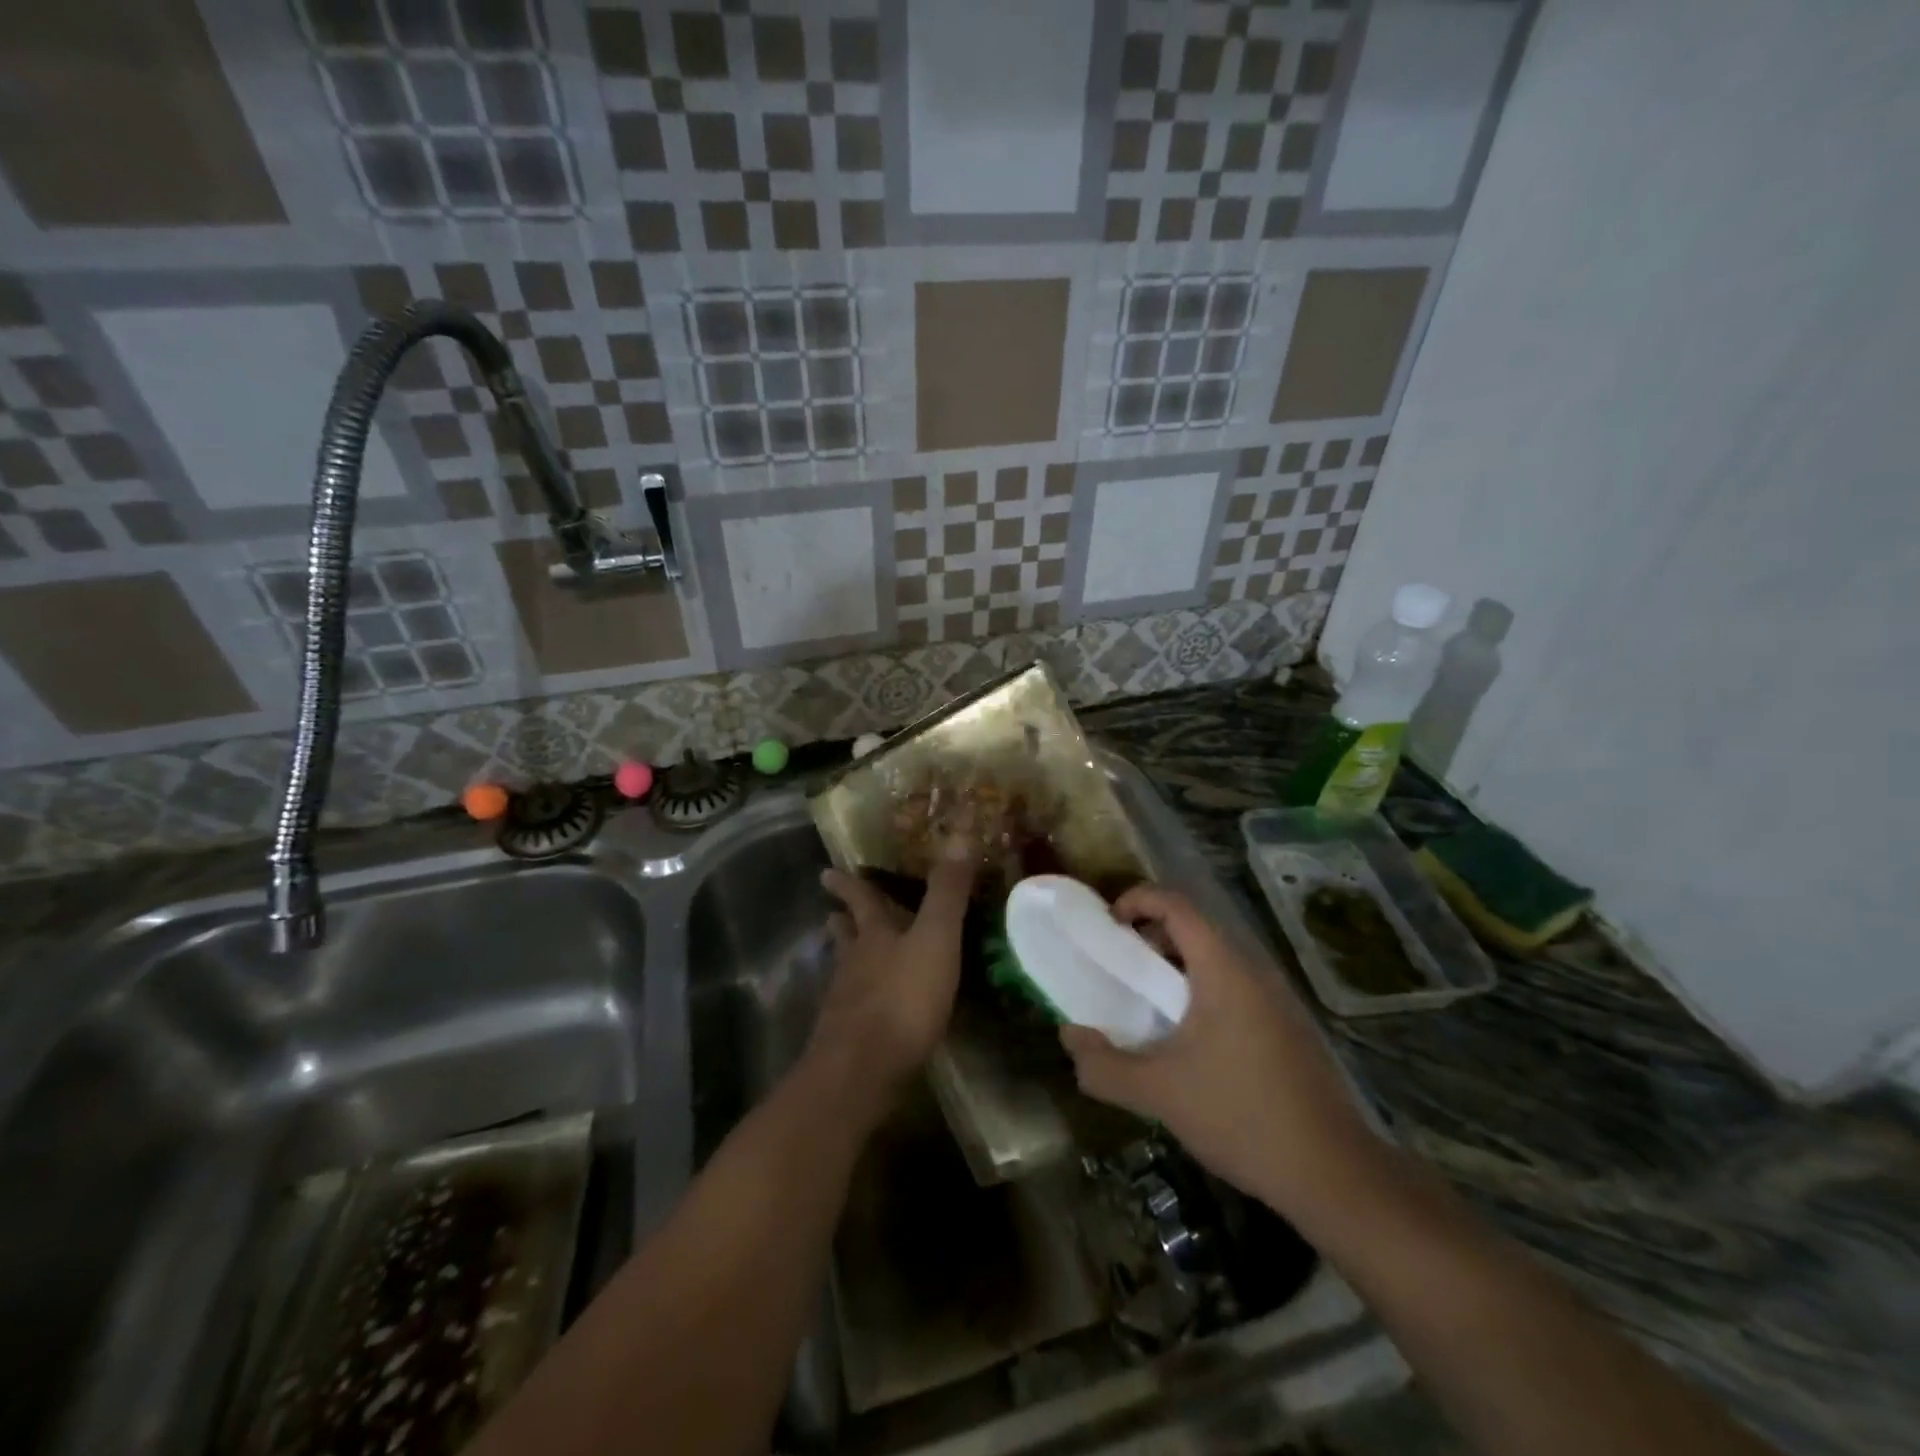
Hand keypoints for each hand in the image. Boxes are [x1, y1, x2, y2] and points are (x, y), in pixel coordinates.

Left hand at [811, 844, 976, 1107]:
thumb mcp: (935, 938)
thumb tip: (961, 833)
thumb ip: (947, 892)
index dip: (848, 884)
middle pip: (845, 936)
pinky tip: (866, 1008)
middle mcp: (854, 964)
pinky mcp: (848, 1039)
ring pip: (845, 971)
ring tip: (846, 954)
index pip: (860, 900)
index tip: (827, 871)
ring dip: (846, 958)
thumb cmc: (903, 998)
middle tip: (832, 911)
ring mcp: (846, 1003)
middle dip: (843, 921)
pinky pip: (853, 1008)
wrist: (862, 1071)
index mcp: (874, 936)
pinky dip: (858, 998)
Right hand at [1059, 885, 1380, 1222]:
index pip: (1176, 905)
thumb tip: (1068, 1038)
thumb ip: (1104, 1065)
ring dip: (1176, 970)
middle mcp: (1254, 972)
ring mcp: (1278, 1001)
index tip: (1108, 926)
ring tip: (1147, 1007)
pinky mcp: (1289, 1030)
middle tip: (1119, 969)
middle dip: (1151, 937)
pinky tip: (1190, 1045)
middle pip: (1196, 929)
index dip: (1137, 900)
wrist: (1334, 1174)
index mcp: (1223, 969)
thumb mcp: (1159, 1092)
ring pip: (1217, 962)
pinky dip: (1202, 995)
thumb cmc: (1240, 1115)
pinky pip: (1236, 990)